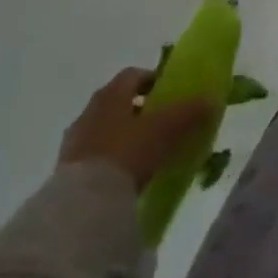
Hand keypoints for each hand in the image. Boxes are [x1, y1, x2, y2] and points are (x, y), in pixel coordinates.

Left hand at [59, 69, 214, 186]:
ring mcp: (74, 142)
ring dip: (122, 135)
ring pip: (103, 129)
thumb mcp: (167, 128)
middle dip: (138, 109)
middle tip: (160, 123)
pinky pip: (93, 156)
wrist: (84, 203)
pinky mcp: (65, 172)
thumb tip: (212, 98)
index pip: (133, 74)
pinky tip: (124, 176)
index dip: (153, 79)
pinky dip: (109, 159)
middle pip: (117, 101)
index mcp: (111, 93)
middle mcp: (89, 111)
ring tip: (143, 153)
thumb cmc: (128, 152)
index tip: (169, 93)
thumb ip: (190, 111)